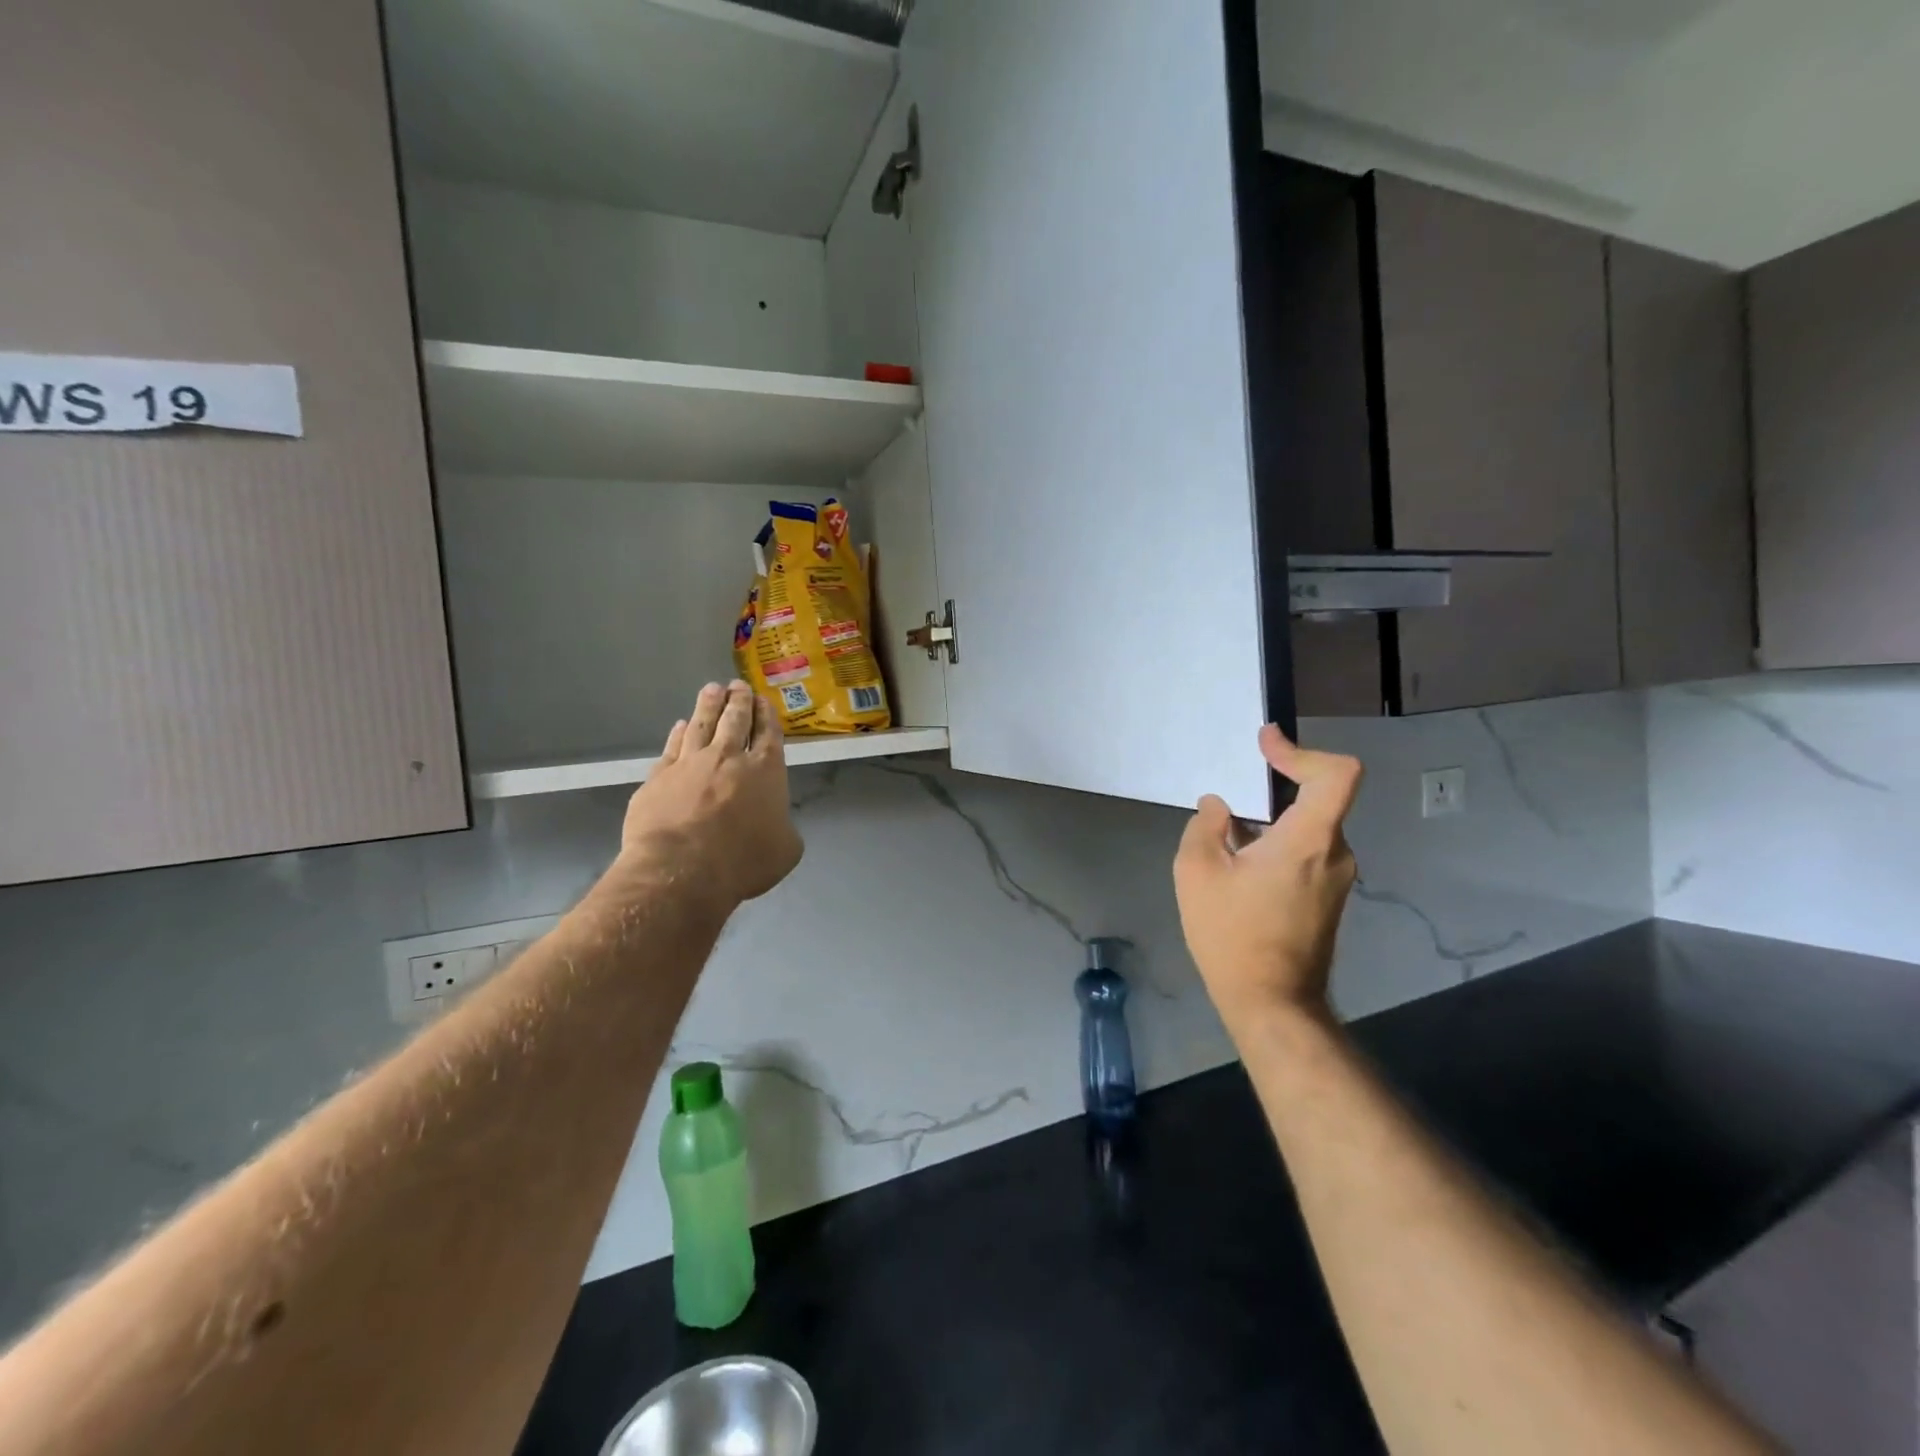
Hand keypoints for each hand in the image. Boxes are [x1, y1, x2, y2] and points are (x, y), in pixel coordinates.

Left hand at [620, 682, 803, 910]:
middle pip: (735, 720)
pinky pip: (672, 747)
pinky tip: (680, 725)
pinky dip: (678, 733)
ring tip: (712, 689)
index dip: (766, 715)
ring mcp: (690, 763)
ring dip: (708, 705)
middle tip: (738, 685)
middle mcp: (729, 758)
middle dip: (739, 701)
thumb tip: (776, 823)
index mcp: (766, 771)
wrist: (682, 868)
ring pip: (701, 724)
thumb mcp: (785, 850)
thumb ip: (784, 828)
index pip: (769, 734)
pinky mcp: (659, 777)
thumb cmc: (743, 860)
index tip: (762, 700)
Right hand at [1173, 725, 1363, 1033]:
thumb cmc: (1232, 935)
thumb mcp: (1198, 873)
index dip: (1302, 750)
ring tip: (1226, 837)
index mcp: (1309, 839)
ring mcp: (1337, 879)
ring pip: (1308, 829)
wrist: (1271, 1004)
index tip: (1266, 744)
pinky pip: (1307, 853)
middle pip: (1318, 799)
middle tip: (1234, 790)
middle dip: (1275, 787)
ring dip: (1271, 821)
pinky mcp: (1329, 900)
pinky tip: (1240, 866)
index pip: (1336, 773)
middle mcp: (1335, 853)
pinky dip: (1277, 845)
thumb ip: (1205, 827)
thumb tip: (1218, 808)